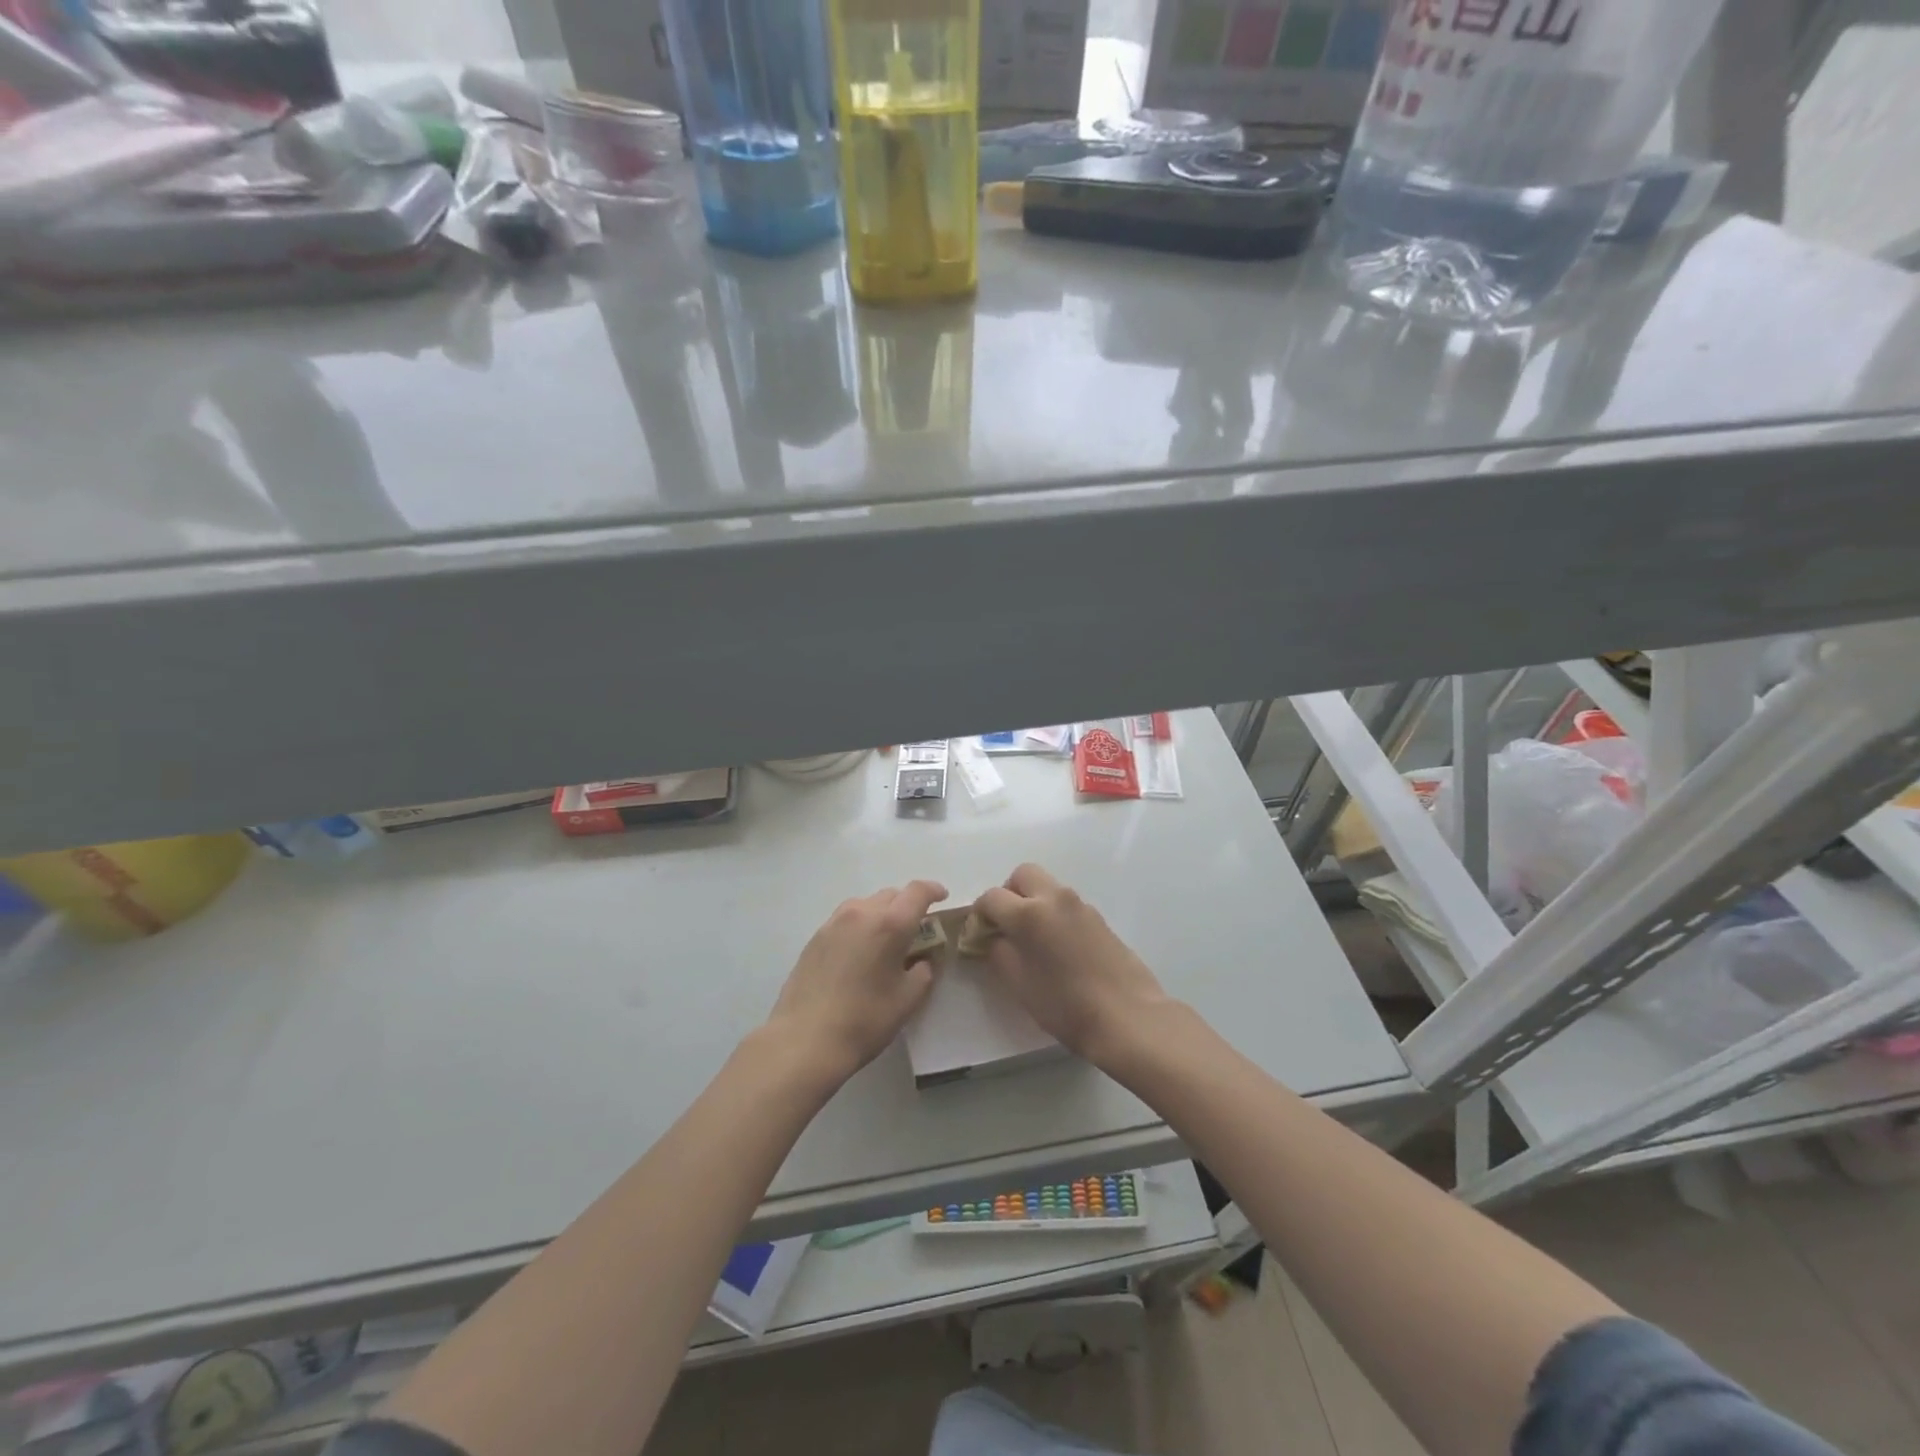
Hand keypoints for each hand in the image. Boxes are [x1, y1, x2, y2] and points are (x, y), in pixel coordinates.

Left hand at [766, 880, 948, 1084]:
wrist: (804, 1040)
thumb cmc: (865, 1020)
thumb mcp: (907, 999)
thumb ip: (923, 972)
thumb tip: (921, 961)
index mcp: (890, 923)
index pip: (917, 892)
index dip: (933, 890)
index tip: (942, 896)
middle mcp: (861, 913)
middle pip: (891, 895)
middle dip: (907, 905)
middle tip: (916, 928)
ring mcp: (834, 923)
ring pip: (865, 904)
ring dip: (881, 913)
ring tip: (885, 939)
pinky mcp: (815, 938)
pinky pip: (846, 920)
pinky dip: (860, 926)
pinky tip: (859, 952)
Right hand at [973, 864, 1172, 1066]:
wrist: (1127, 1016)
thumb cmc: (1066, 1005)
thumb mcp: (1019, 985)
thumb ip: (1000, 953)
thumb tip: (994, 938)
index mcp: (1029, 913)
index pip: (991, 897)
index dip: (980, 914)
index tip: (979, 934)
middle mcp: (1054, 898)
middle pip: (1022, 875)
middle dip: (1009, 893)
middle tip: (1007, 925)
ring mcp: (1080, 905)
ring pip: (1047, 886)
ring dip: (1033, 901)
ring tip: (1033, 939)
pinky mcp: (1099, 916)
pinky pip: (1066, 903)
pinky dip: (1054, 912)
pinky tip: (1058, 946)